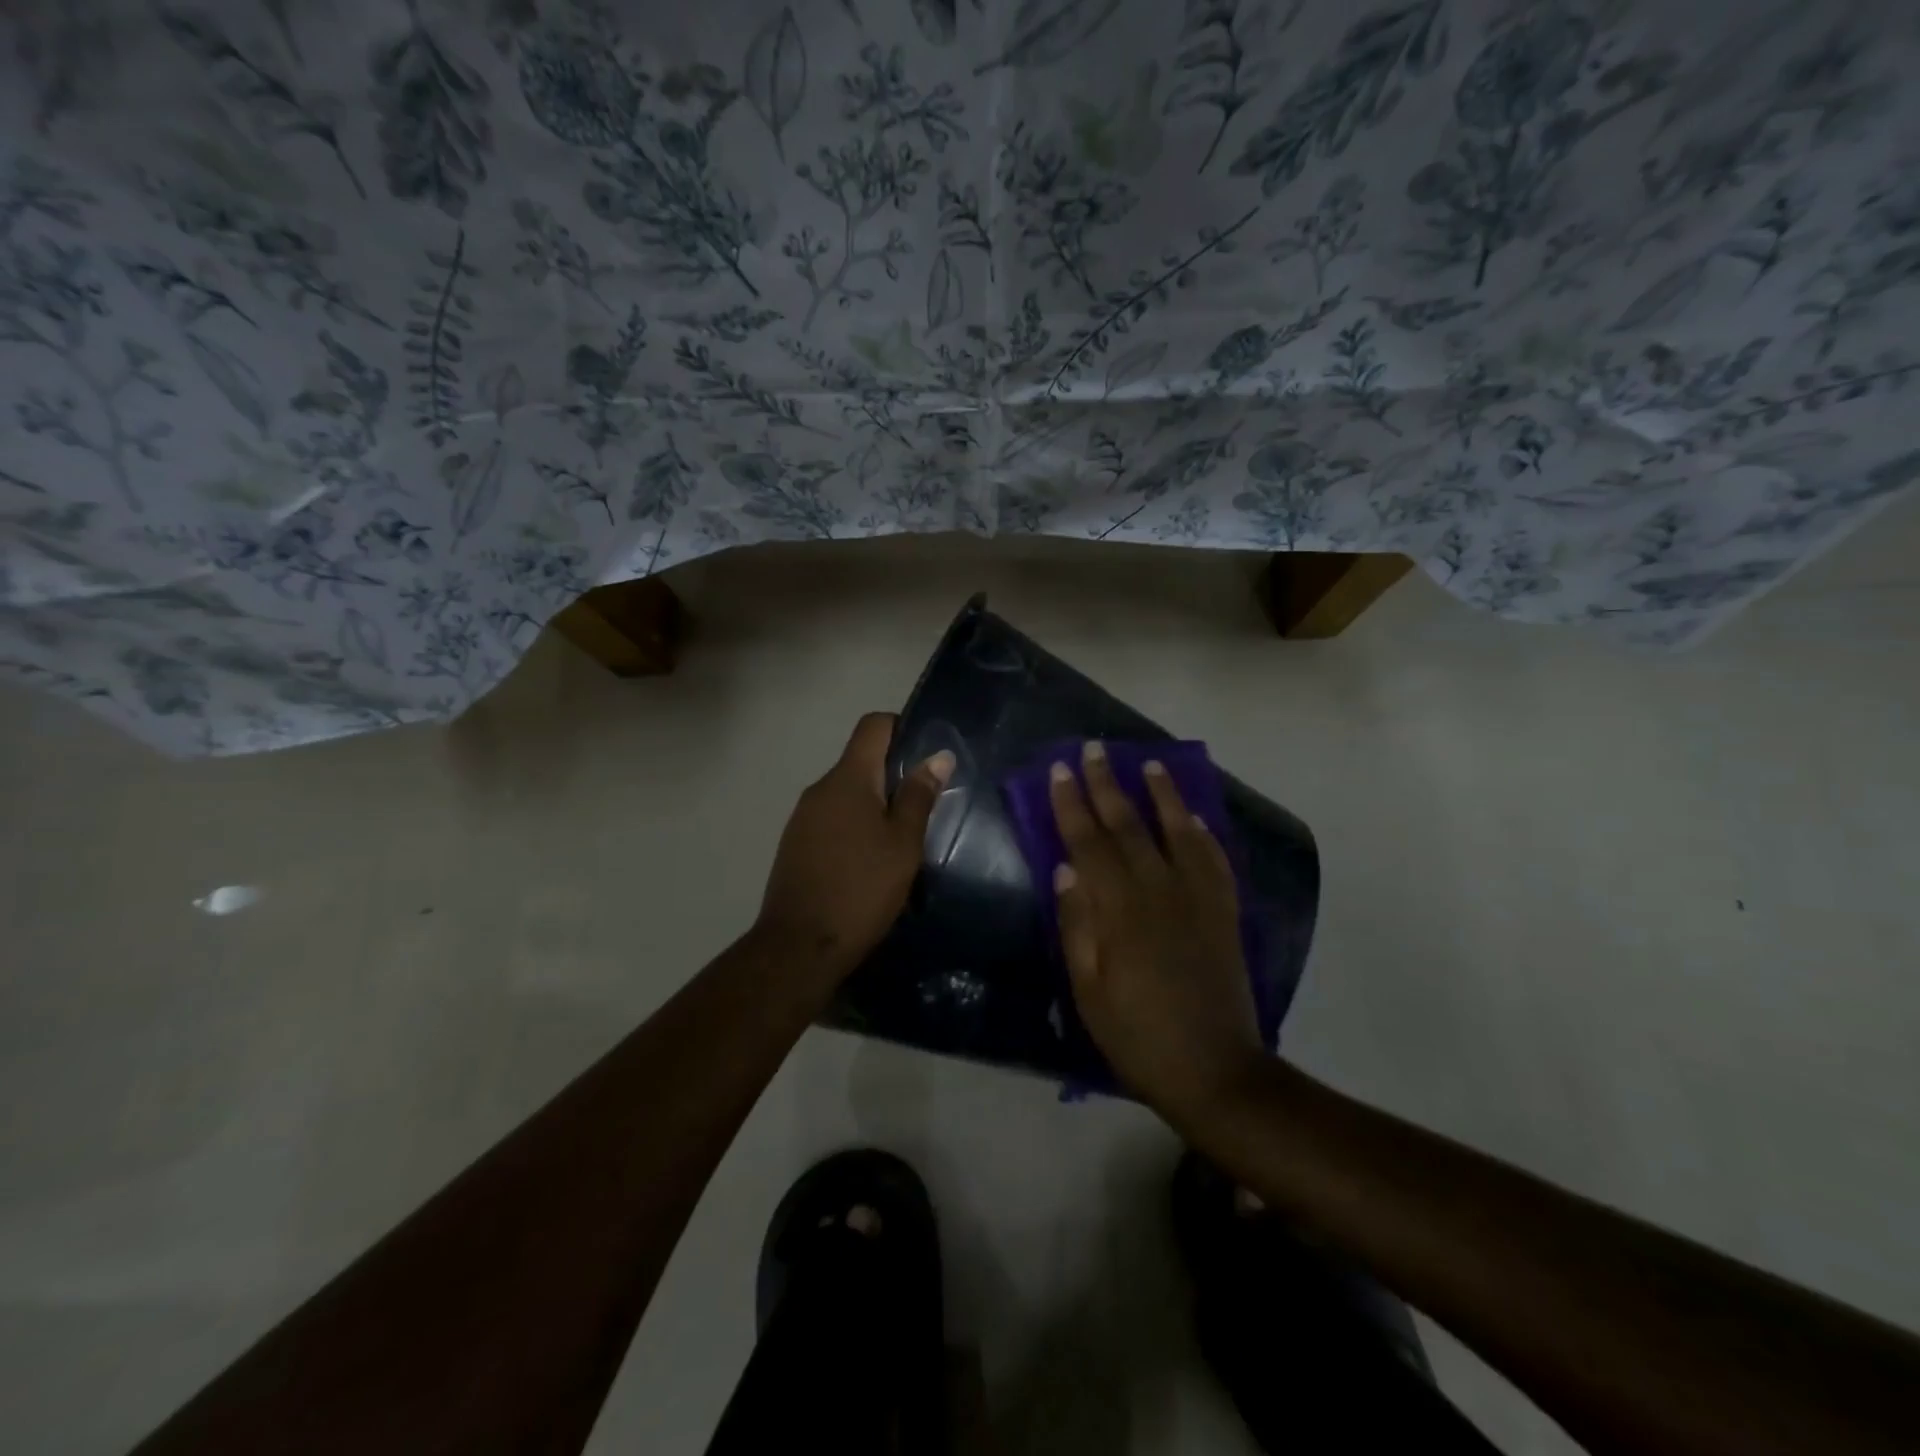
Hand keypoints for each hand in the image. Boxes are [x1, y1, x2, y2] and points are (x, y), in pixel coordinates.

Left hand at [756, 712, 953, 982]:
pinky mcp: (796, 843)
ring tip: (902, 837)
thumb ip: (920, 796)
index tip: (927, 754)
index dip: (902, 727)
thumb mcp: (903, 844)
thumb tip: (938, 756)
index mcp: (848, 779)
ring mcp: (803, 817)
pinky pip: (832, 818)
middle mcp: (820, 788)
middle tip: (926, 804)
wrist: (799, 946)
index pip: (873, 726)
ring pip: (847, 793)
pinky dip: (855, 825)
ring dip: (875, 803)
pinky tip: (871, 859)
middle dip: (894, 774)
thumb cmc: (861, 889)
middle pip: (860, 760)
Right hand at [1050, 741, 1264, 1121]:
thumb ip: (1077, 926)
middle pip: (1129, 826)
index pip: (1089, 843)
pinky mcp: (1224, 912)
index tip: (1061, 770)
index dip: (1072, 805)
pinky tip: (1194, 816)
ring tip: (1150, 763)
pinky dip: (1203, 832)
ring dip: (1161, 795)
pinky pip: (1214, 859)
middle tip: (1095, 749)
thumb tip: (1064, 870)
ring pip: (1177, 831)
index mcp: (1120, 911)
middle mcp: (1160, 892)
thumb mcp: (1088, 990)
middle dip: (1108, 785)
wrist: (1214, 1070)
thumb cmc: (1136, 1036)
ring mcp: (1198, 899)